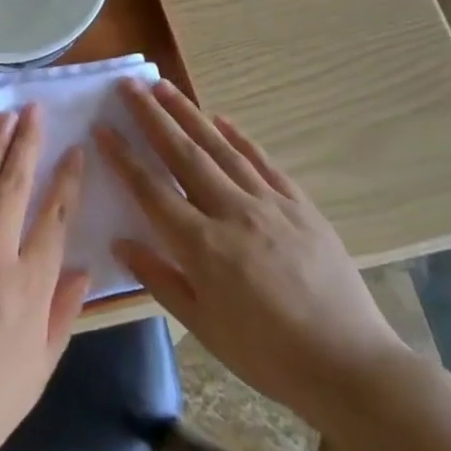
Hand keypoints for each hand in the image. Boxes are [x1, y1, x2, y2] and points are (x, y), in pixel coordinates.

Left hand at [0, 105, 89, 450]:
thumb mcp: (41, 366)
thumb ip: (63, 312)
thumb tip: (82, 269)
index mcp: (30, 284)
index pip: (55, 216)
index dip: (68, 179)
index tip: (75, 149)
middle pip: (13, 185)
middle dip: (26, 143)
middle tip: (32, 109)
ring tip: (3, 118)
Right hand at [97, 80, 405, 426]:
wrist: (349, 365)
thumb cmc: (267, 354)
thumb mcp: (203, 326)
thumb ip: (159, 278)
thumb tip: (121, 241)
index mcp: (202, 245)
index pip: (151, 190)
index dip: (122, 157)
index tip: (101, 127)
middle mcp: (232, 212)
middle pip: (183, 154)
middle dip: (152, 117)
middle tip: (129, 85)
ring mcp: (270, 204)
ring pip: (221, 148)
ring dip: (189, 114)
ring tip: (165, 86)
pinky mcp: (300, 206)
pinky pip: (263, 162)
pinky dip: (240, 137)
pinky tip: (221, 119)